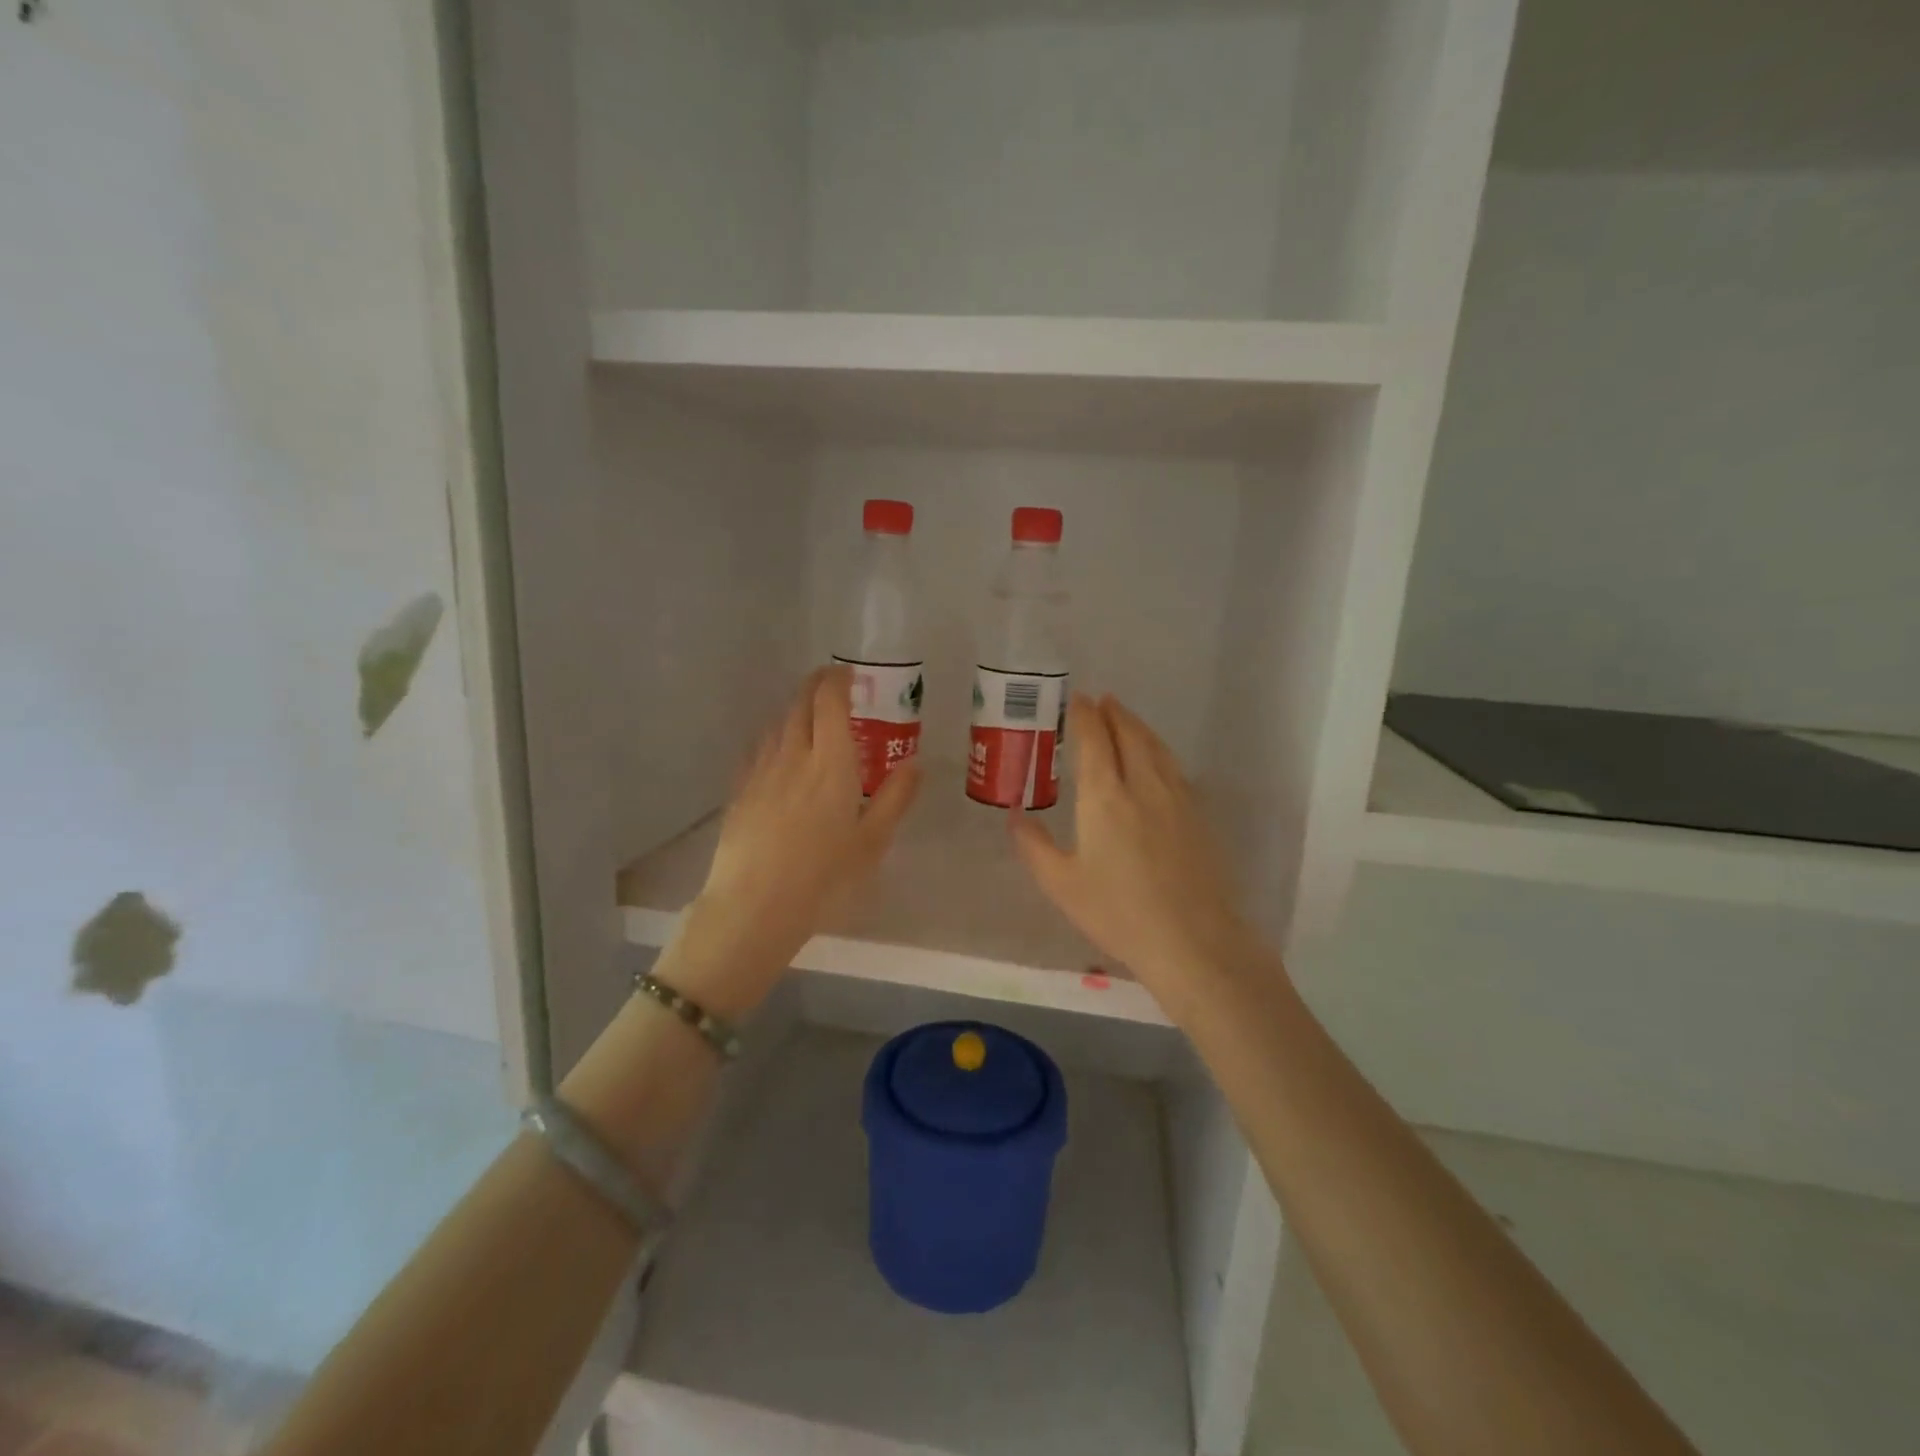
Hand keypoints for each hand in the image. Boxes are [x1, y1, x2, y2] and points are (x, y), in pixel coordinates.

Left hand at [668, 666, 919, 1013]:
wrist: (754, 906)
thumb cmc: (823, 877)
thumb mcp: (871, 842)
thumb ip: (895, 798)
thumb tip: (915, 764)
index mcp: (831, 763)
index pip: (830, 701)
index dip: (838, 679)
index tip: (849, 674)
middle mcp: (793, 756)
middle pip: (800, 703)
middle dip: (815, 685)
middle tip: (831, 685)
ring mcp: (761, 771)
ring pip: (777, 723)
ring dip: (795, 709)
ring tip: (809, 717)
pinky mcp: (740, 791)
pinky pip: (758, 749)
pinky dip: (774, 737)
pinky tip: (779, 753)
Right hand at [1010, 694, 1264, 1022]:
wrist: (1193, 941)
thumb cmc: (1118, 914)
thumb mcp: (1062, 885)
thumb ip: (1034, 846)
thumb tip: (1013, 815)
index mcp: (1105, 798)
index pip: (1095, 740)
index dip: (1086, 716)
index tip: (1079, 698)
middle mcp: (1143, 786)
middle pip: (1130, 735)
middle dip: (1114, 713)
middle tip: (1103, 699)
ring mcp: (1177, 799)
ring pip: (1157, 748)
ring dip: (1139, 726)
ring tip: (1127, 718)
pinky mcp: (1199, 816)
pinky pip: (1175, 767)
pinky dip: (1159, 750)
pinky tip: (1157, 760)